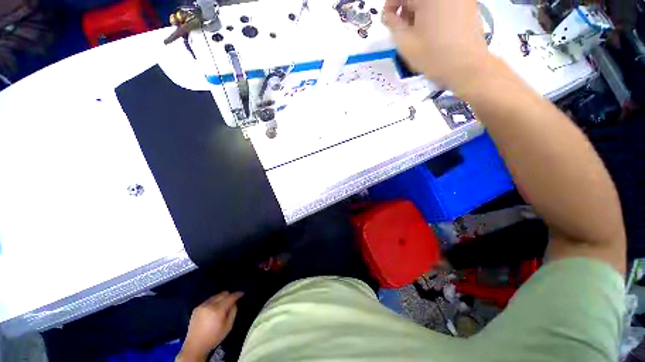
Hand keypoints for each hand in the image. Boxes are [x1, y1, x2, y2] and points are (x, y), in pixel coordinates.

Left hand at [176, 291, 243, 361]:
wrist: (195, 346)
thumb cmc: (214, 337)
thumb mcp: (228, 327)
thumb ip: (233, 312)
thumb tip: (234, 303)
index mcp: (218, 310)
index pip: (231, 297)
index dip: (237, 294)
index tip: (242, 293)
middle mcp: (210, 305)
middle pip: (223, 293)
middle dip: (229, 295)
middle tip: (232, 300)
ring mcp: (202, 306)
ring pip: (215, 296)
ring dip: (221, 298)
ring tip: (222, 305)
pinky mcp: (196, 308)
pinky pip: (208, 300)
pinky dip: (213, 302)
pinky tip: (213, 309)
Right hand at [382, 0, 492, 91]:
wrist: (467, 66)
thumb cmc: (433, 55)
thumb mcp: (405, 43)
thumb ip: (393, 25)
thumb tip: (388, 16)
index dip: (390, 5)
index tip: (387, 21)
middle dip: (406, 7)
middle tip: (402, 27)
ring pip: (430, 0)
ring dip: (419, 9)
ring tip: (417, 30)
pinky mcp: (468, 4)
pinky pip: (444, 4)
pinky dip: (433, 11)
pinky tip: (432, 28)